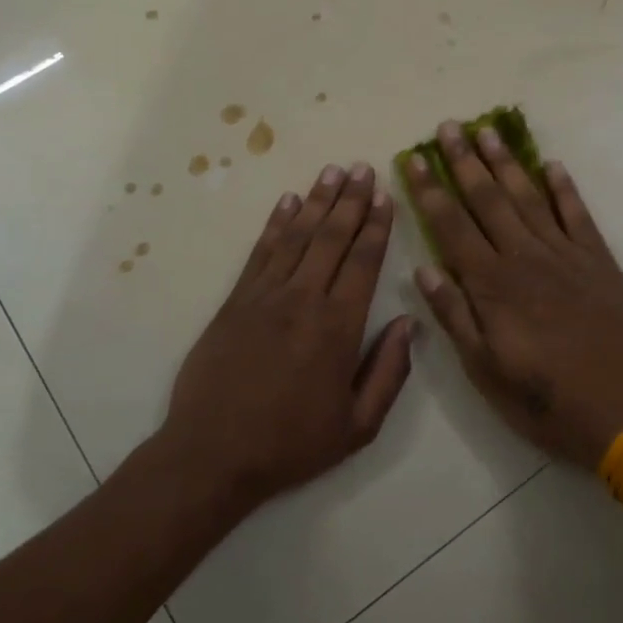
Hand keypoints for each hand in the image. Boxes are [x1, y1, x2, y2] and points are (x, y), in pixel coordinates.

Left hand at [160, 162, 414, 510]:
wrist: (212, 454)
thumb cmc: (291, 443)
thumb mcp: (358, 425)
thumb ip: (389, 372)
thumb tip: (409, 323)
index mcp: (338, 327)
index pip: (363, 263)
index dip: (377, 227)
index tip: (386, 196)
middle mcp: (303, 300)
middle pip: (332, 238)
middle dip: (351, 200)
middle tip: (363, 167)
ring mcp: (265, 296)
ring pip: (297, 236)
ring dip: (317, 201)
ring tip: (332, 171)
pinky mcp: (235, 301)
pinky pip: (260, 252)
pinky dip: (276, 223)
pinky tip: (287, 201)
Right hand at [405, 122, 622, 468]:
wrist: (621, 410)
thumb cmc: (542, 398)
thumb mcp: (483, 369)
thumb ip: (454, 315)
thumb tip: (423, 268)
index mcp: (491, 284)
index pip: (451, 226)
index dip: (430, 190)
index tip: (414, 158)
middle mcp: (524, 257)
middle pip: (487, 199)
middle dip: (464, 161)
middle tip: (449, 127)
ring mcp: (564, 254)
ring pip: (528, 197)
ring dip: (506, 162)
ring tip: (488, 131)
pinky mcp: (598, 260)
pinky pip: (577, 214)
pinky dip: (564, 188)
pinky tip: (551, 164)